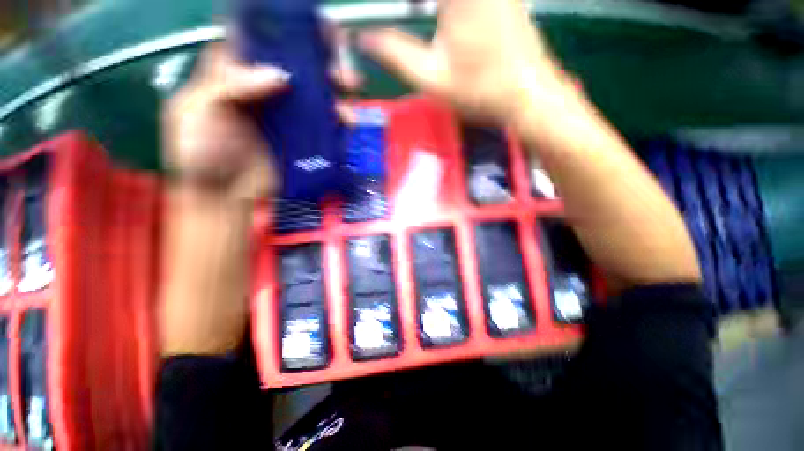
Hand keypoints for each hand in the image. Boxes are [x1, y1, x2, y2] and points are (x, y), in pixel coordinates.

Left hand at [159, 32, 362, 355]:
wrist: (223, 197)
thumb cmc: (201, 154)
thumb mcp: (198, 113)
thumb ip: (228, 86)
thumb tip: (278, 77)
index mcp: (232, 73)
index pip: (260, 39)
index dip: (285, 28)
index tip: (312, 25)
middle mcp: (264, 89)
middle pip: (297, 64)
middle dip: (321, 57)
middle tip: (341, 60)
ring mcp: (287, 116)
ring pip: (316, 94)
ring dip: (336, 90)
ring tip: (351, 91)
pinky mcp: (302, 140)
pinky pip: (324, 124)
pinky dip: (338, 121)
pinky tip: (347, 123)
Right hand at [359, 0, 568, 124]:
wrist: (527, 94)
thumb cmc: (479, 91)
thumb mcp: (432, 80)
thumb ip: (396, 55)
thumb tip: (365, 41)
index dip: (398, 6)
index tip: (392, 17)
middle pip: (436, 1)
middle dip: (420, 11)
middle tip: (414, 22)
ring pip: (452, 2)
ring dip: (434, 12)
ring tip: (425, 23)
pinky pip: (469, 1)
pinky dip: (447, 11)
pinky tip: (443, 20)